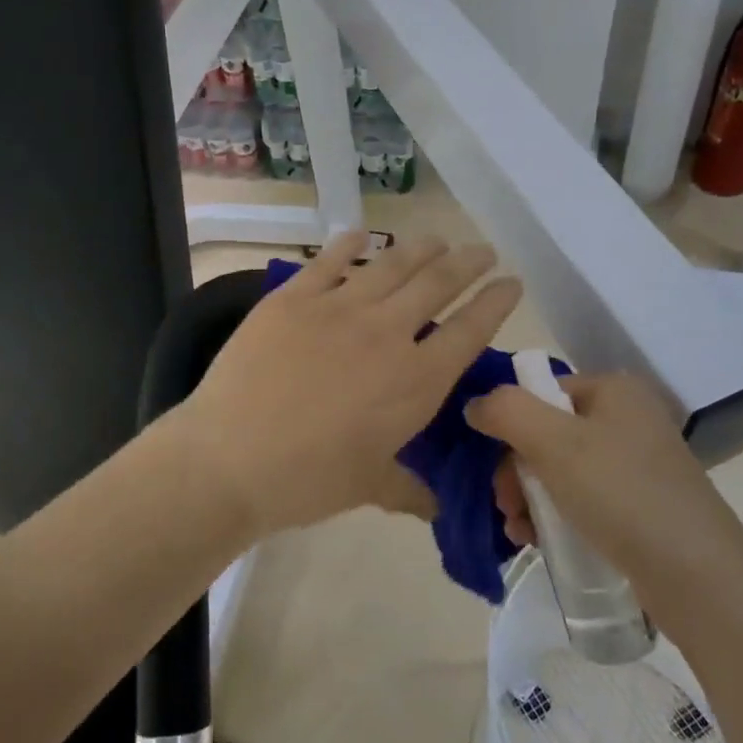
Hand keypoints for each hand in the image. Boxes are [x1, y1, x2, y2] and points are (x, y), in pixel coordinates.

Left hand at [174, 231, 522, 536]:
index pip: (471, 331)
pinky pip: (328, 261)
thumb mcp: (368, 487)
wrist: (230, 458)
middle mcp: (386, 334)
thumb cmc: (307, 481)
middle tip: (483, 250)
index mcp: (415, 382)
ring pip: (392, 265)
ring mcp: (338, 309)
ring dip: (421, 249)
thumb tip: (435, 508)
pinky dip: (348, 244)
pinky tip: (361, 234)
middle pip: (438, 284)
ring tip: (438, 239)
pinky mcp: (293, 298)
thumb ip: (408, 490)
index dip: (497, 302)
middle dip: (468, 263)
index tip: (513, 283)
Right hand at [466, 372, 742, 624]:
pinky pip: (583, 498)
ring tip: (518, 532)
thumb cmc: (622, 495)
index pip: (541, 391)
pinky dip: (556, 515)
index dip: (510, 426)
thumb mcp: (553, 442)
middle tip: (506, 507)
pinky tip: (538, 542)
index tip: (496, 469)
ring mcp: (638, 463)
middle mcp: (628, 418)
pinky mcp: (642, 504)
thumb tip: (475, 405)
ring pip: (561, 469)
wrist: (700, 578)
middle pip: (547, 432)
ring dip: (530, 498)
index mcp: (614, 390)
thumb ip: (505, 410)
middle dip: (517, 471)